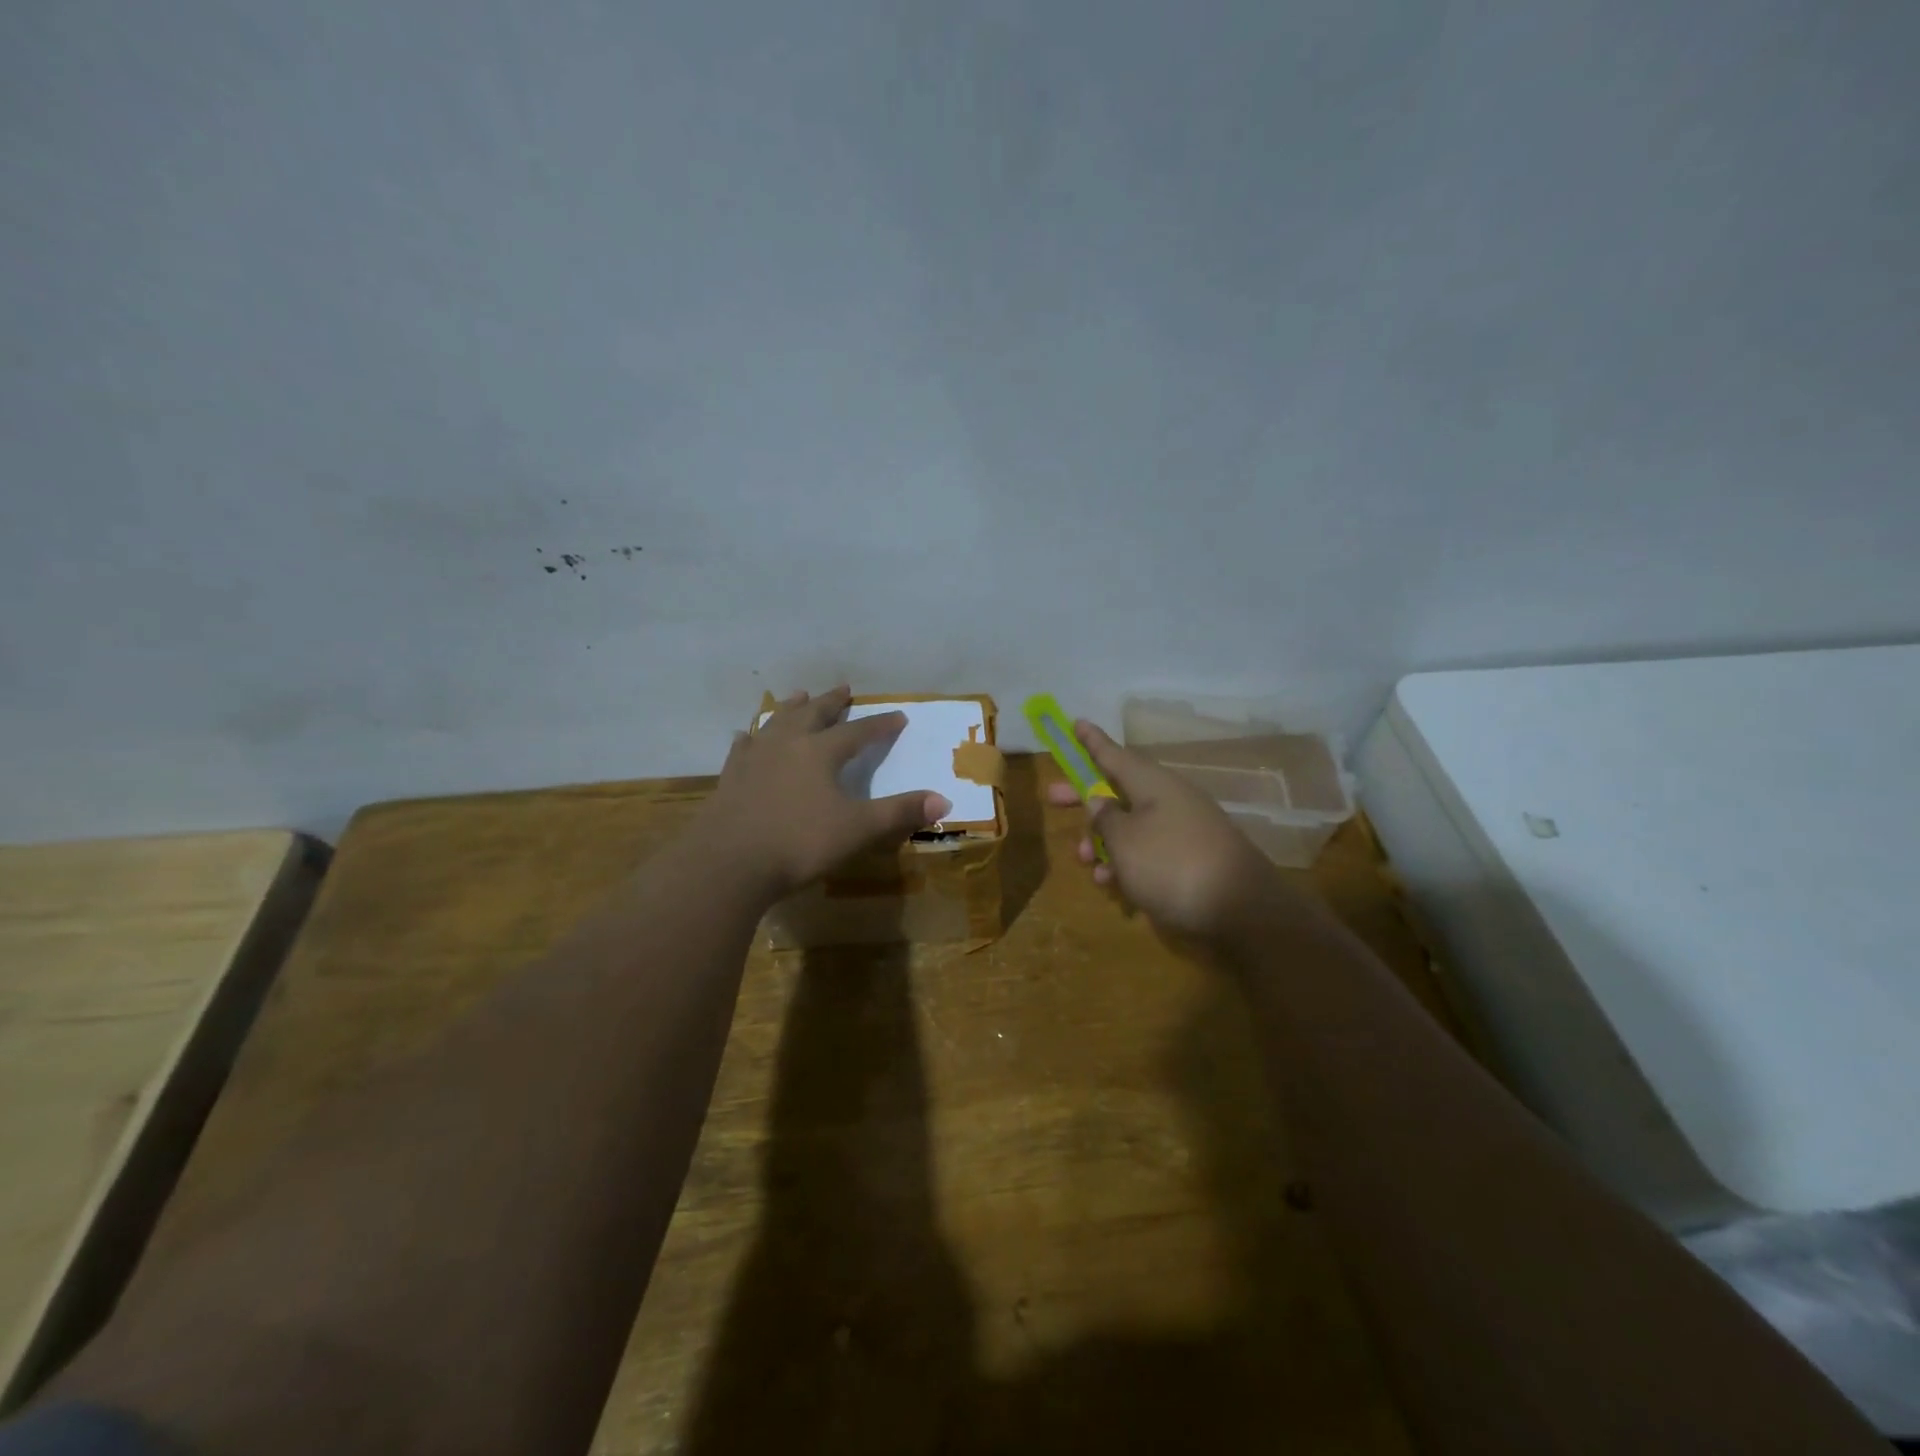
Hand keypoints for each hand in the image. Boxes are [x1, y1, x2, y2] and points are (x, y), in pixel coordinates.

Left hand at [692, 686, 951, 899]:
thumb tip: (944, 799)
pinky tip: (748, 736)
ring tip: (801, 696)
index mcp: (821, 752)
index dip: (881, 725)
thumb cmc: (799, 843)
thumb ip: (899, 812)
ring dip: (793, 708)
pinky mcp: (731, 777)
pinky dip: (752, 737)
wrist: (728, 862)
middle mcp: (788, 744)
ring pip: (777, 722)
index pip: (859, 732)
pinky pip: (744, 747)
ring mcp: (755, 758)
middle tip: (844, 689)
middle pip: (814, 714)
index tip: (899, 715)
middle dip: (832, 702)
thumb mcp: (858, 829)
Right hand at [1046, 720, 1284, 941]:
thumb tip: (1099, 799)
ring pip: (1132, 826)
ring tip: (1086, 861)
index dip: (1091, 741)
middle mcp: (1170, 799)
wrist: (1242, 910)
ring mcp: (1184, 829)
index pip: (1114, 754)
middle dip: (1085, 798)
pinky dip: (1128, 863)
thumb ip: (1105, 817)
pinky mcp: (1192, 859)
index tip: (1075, 722)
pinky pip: (1150, 851)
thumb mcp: (1124, 840)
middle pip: (1118, 790)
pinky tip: (1114, 887)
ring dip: (1104, 841)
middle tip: (1053, 797)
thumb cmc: (1171, 865)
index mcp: (1153, 784)